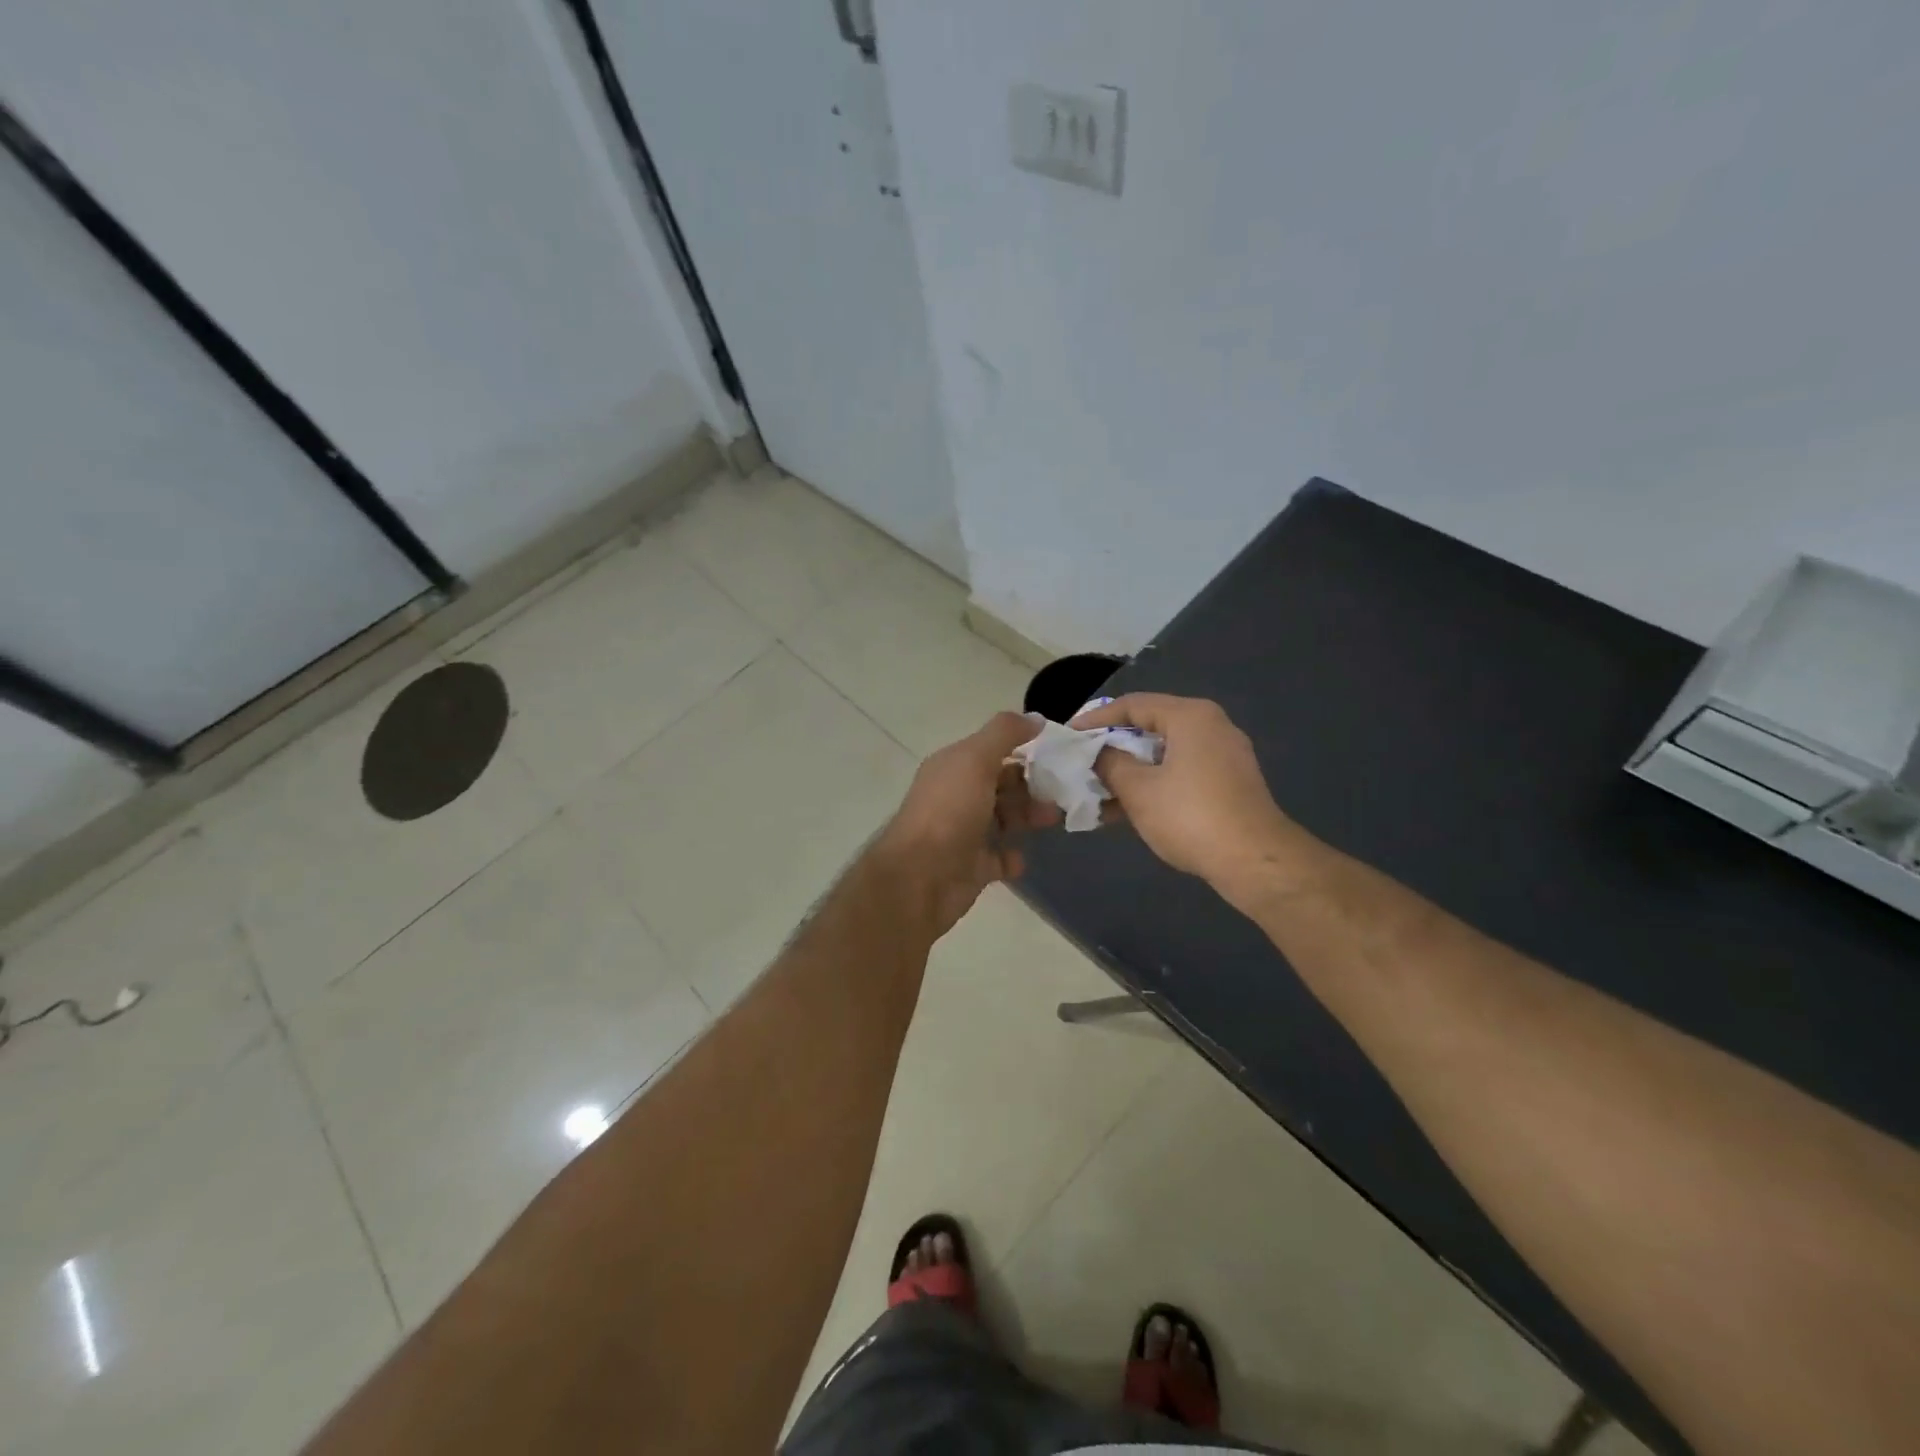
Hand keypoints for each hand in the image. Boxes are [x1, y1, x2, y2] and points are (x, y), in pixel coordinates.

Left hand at [879, 712, 1058, 935]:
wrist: (920, 879)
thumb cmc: (949, 812)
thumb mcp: (975, 760)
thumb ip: (1004, 734)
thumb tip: (1035, 717)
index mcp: (953, 768)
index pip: (993, 752)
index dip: (1024, 751)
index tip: (1059, 756)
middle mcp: (956, 796)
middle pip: (1001, 785)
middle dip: (1032, 787)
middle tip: (1063, 792)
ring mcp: (963, 833)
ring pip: (1003, 820)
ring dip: (1028, 817)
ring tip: (1052, 820)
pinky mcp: (972, 868)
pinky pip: (999, 858)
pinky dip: (1013, 857)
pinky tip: (1022, 856)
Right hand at [1071, 694, 1301, 890]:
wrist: (1254, 861)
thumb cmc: (1190, 816)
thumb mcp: (1138, 789)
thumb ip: (1110, 764)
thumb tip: (1099, 753)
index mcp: (1190, 716)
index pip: (1132, 705)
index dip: (1096, 719)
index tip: (1070, 735)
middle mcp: (1211, 726)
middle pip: (1150, 727)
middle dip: (1113, 747)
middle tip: (1082, 761)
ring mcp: (1224, 755)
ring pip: (1165, 754)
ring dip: (1131, 771)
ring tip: (1098, 792)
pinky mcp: (1229, 783)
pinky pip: (1181, 772)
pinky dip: (1154, 784)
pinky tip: (1127, 809)